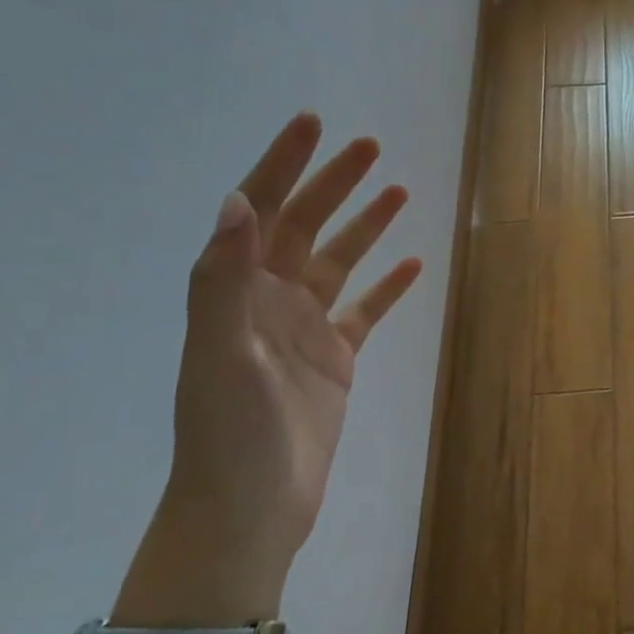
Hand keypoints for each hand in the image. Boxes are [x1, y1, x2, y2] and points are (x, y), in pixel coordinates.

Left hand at [152, 113, 421, 603]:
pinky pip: (366, 311)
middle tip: (369, 148)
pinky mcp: (335, 359)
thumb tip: (237, 202)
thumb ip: (224, 279)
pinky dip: (388, 286)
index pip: (259, 212)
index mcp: (236, 292)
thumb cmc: (229, 433)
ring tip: (397, 191)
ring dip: (365, 226)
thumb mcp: (220, 353)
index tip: (313, 124)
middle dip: (334, 184)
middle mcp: (269, 300)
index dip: (282, 165)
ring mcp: (304, 329)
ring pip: (339, 262)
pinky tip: (414, 264)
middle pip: (304, 227)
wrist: (249, 509)